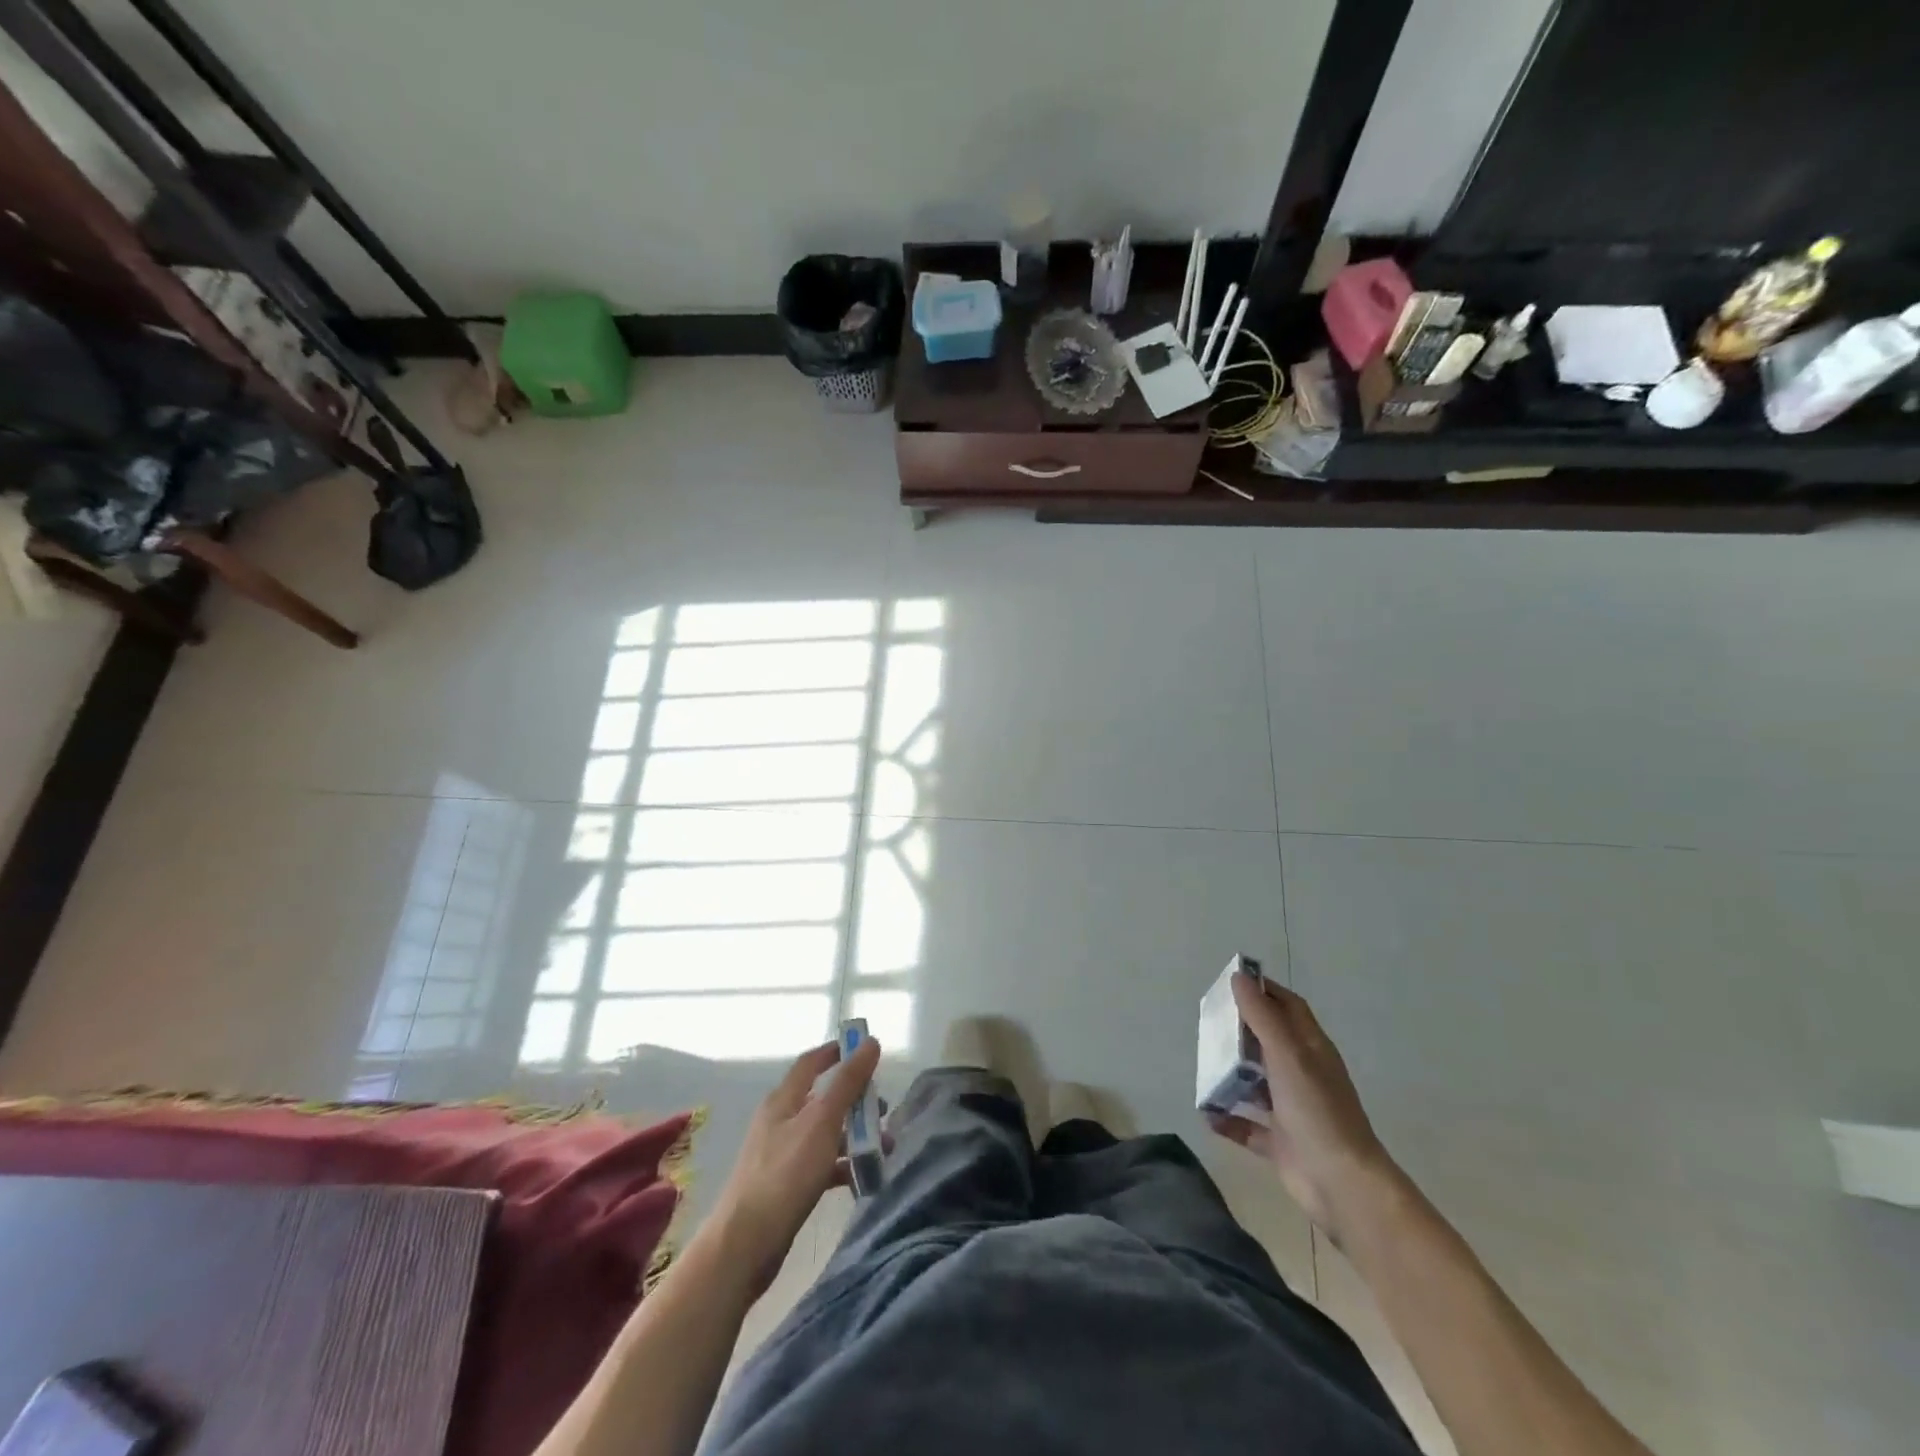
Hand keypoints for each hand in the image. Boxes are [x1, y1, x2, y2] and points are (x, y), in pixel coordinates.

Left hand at [711, 1037, 880, 1294]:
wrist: (745, 1245)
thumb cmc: (785, 1175)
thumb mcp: (822, 1122)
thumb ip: (848, 1082)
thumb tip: (870, 1042)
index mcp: (783, 1100)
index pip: (811, 1063)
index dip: (836, 1052)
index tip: (865, 1050)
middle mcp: (781, 1121)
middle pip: (823, 1098)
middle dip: (855, 1100)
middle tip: (884, 1109)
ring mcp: (782, 1154)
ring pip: (825, 1133)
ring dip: (855, 1135)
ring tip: (884, 1148)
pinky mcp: (786, 1186)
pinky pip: (821, 1165)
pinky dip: (843, 1166)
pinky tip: (863, 1178)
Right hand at [1208, 974, 1398, 1244]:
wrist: (1342, 1185)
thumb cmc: (1317, 1110)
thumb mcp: (1287, 1055)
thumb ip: (1262, 1017)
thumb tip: (1239, 977)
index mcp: (1311, 1049)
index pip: (1289, 1007)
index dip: (1265, 990)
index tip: (1233, 982)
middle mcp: (1303, 1075)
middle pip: (1268, 1042)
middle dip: (1240, 1031)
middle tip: (1208, 1022)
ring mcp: (1292, 1109)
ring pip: (1255, 1083)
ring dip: (1230, 1075)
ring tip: (1201, 1065)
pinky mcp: (1280, 1142)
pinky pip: (1247, 1125)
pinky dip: (1228, 1118)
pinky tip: (1207, 1114)